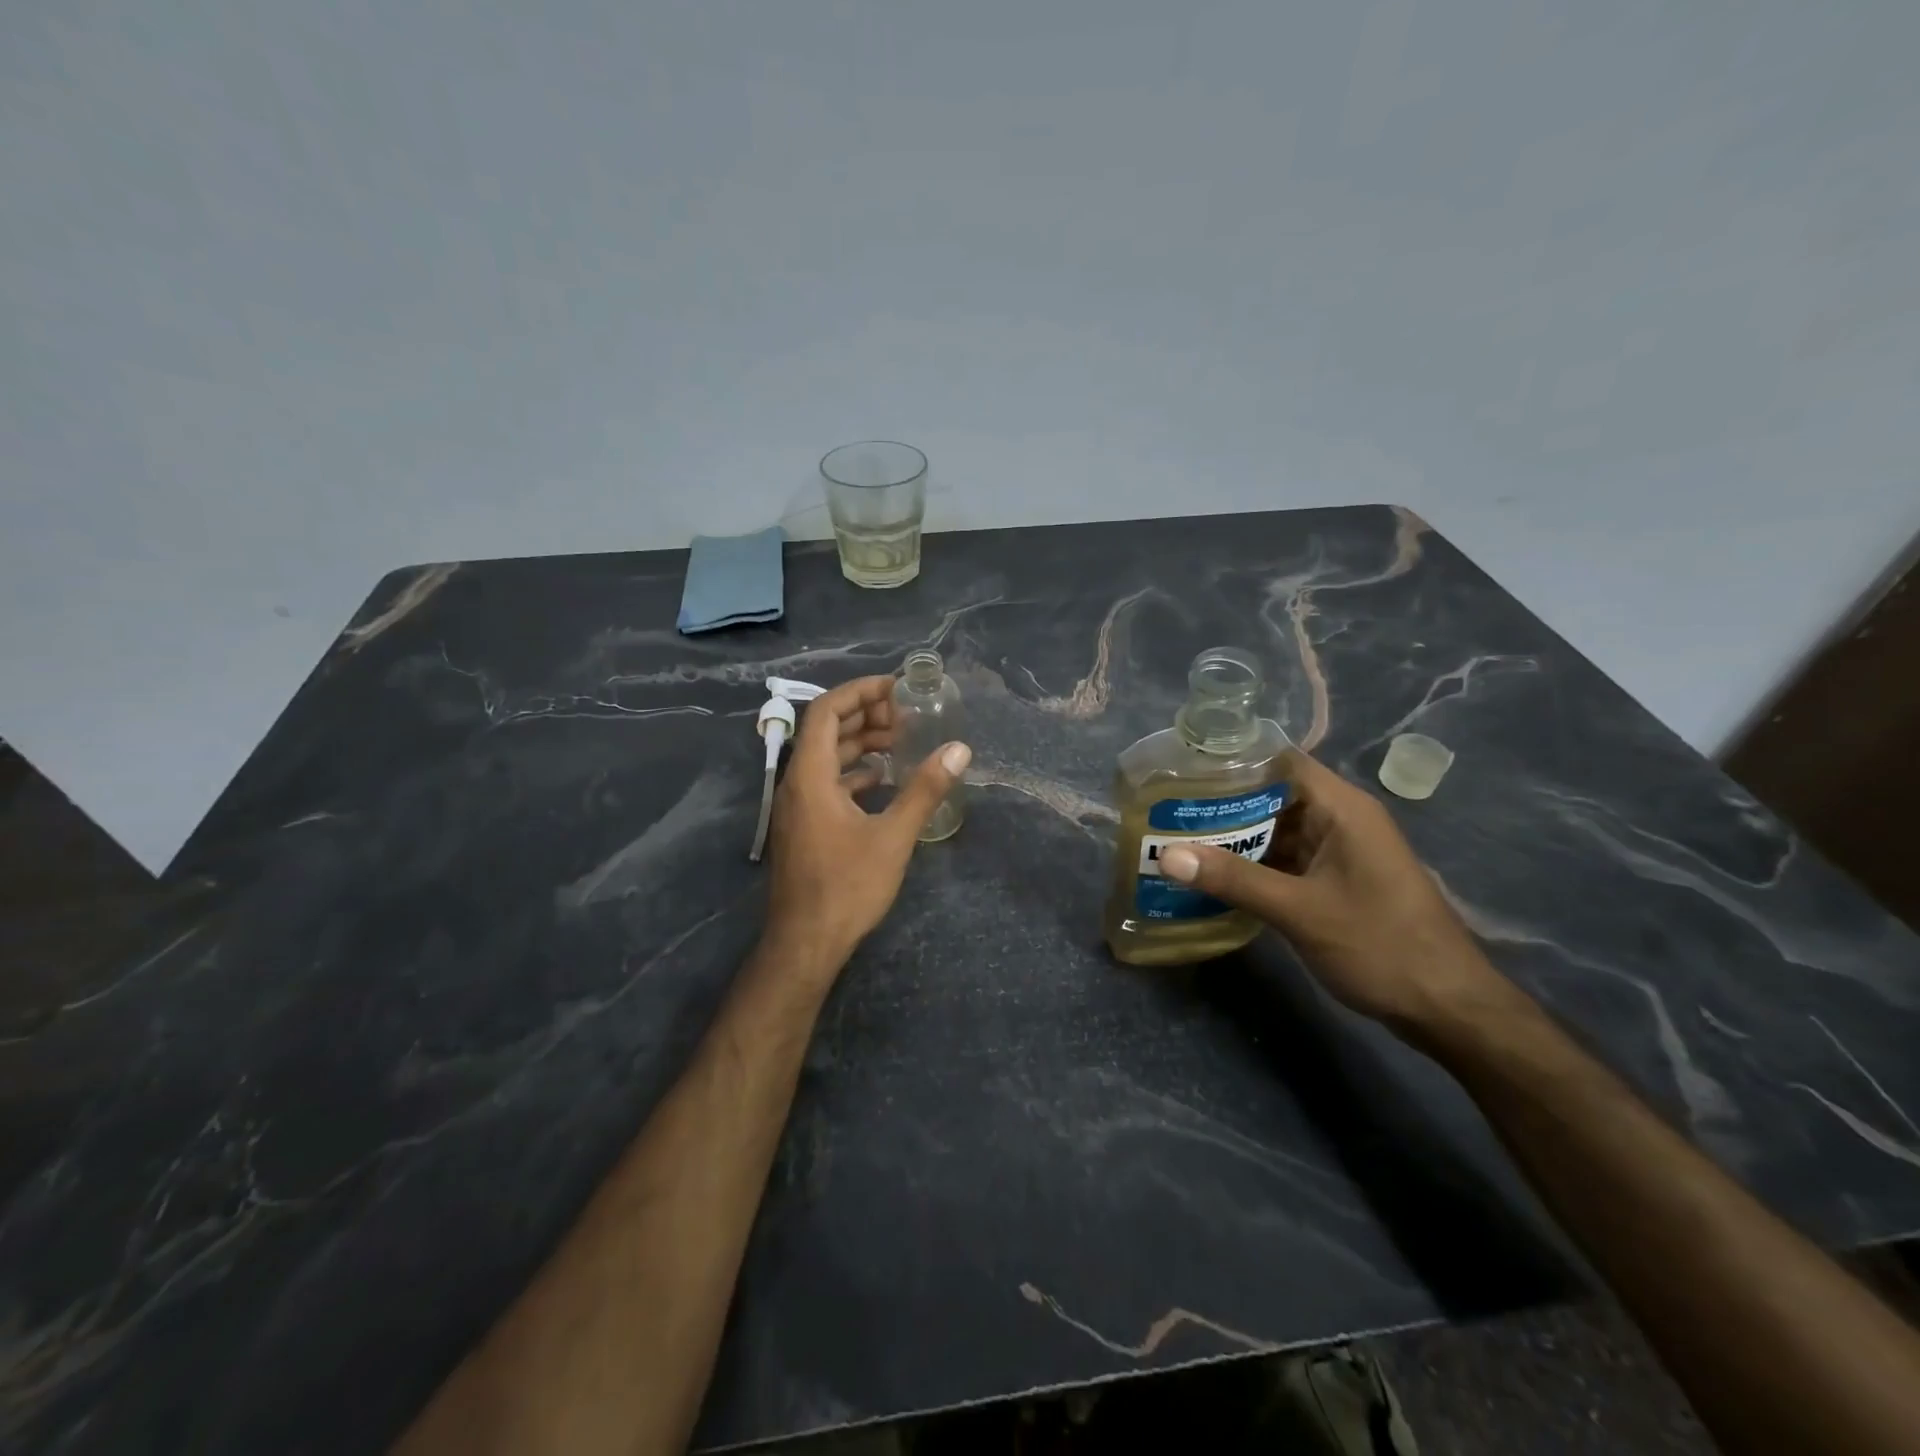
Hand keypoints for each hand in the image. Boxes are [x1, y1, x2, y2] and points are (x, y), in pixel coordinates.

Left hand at [764, 674, 969, 975]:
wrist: (805, 943)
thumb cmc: (847, 887)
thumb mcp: (893, 836)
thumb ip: (924, 790)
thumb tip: (959, 750)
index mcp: (810, 776)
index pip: (825, 711)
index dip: (859, 692)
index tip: (894, 688)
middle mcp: (797, 783)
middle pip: (824, 730)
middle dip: (863, 715)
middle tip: (904, 715)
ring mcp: (797, 807)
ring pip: (825, 758)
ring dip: (858, 743)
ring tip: (899, 741)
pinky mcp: (803, 827)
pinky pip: (825, 783)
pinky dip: (852, 772)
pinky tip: (881, 780)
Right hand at [1157, 752, 1513, 1029]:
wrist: (1448, 1009)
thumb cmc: (1380, 946)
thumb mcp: (1300, 911)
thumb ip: (1234, 880)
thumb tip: (1166, 856)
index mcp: (1342, 808)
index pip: (1279, 761)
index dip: (1232, 762)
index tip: (1183, 772)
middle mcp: (1340, 820)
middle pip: (1273, 795)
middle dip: (1222, 803)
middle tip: (1168, 811)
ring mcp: (1339, 852)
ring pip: (1276, 830)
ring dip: (1234, 837)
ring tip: (1178, 839)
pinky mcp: (1335, 881)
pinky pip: (1286, 859)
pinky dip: (1252, 864)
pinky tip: (1213, 876)